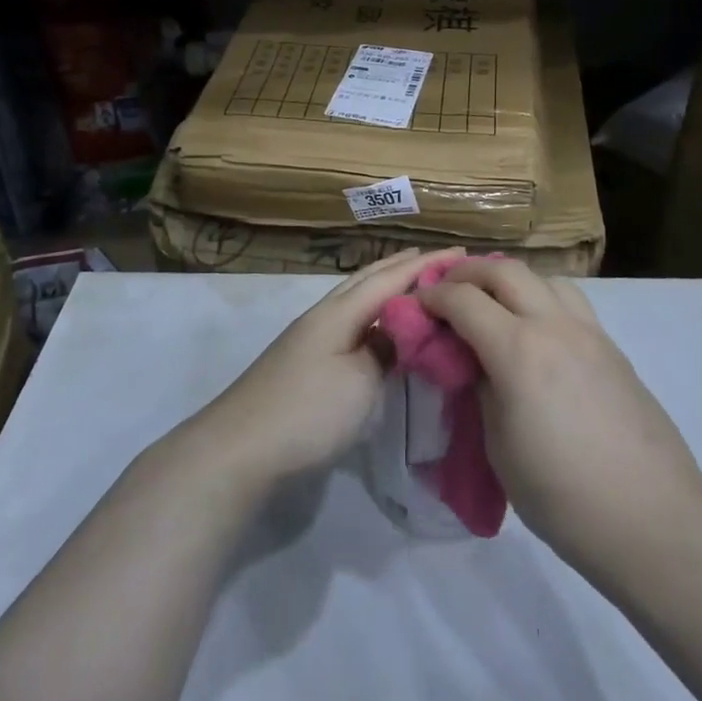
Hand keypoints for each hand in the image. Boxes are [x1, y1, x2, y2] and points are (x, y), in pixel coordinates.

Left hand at [192, 247, 457, 493]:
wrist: (240, 449)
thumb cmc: (308, 410)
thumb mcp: (360, 380)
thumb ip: (385, 349)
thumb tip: (398, 330)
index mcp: (339, 312)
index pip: (391, 279)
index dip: (426, 264)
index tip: (462, 251)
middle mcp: (323, 316)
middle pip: (367, 281)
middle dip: (402, 267)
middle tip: (438, 259)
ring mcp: (309, 339)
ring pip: (355, 301)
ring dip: (385, 289)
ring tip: (413, 286)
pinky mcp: (303, 362)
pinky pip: (349, 324)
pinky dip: (372, 317)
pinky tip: (379, 329)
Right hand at [418, 259, 701, 581]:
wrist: (653, 522)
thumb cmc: (563, 496)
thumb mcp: (499, 446)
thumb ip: (483, 390)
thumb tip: (476, 363)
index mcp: (518, 351)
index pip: (464, 299)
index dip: (433, 296)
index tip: (416, 304)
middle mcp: (555, 327)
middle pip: (505, 271)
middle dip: (468, 272)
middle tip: (447, 290)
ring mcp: (591, 334)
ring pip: (545, 278)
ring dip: (511, 280)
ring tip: (494, 305)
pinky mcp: (614, 350)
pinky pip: (572, 304)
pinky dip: (543, 300)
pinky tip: (537, 333)